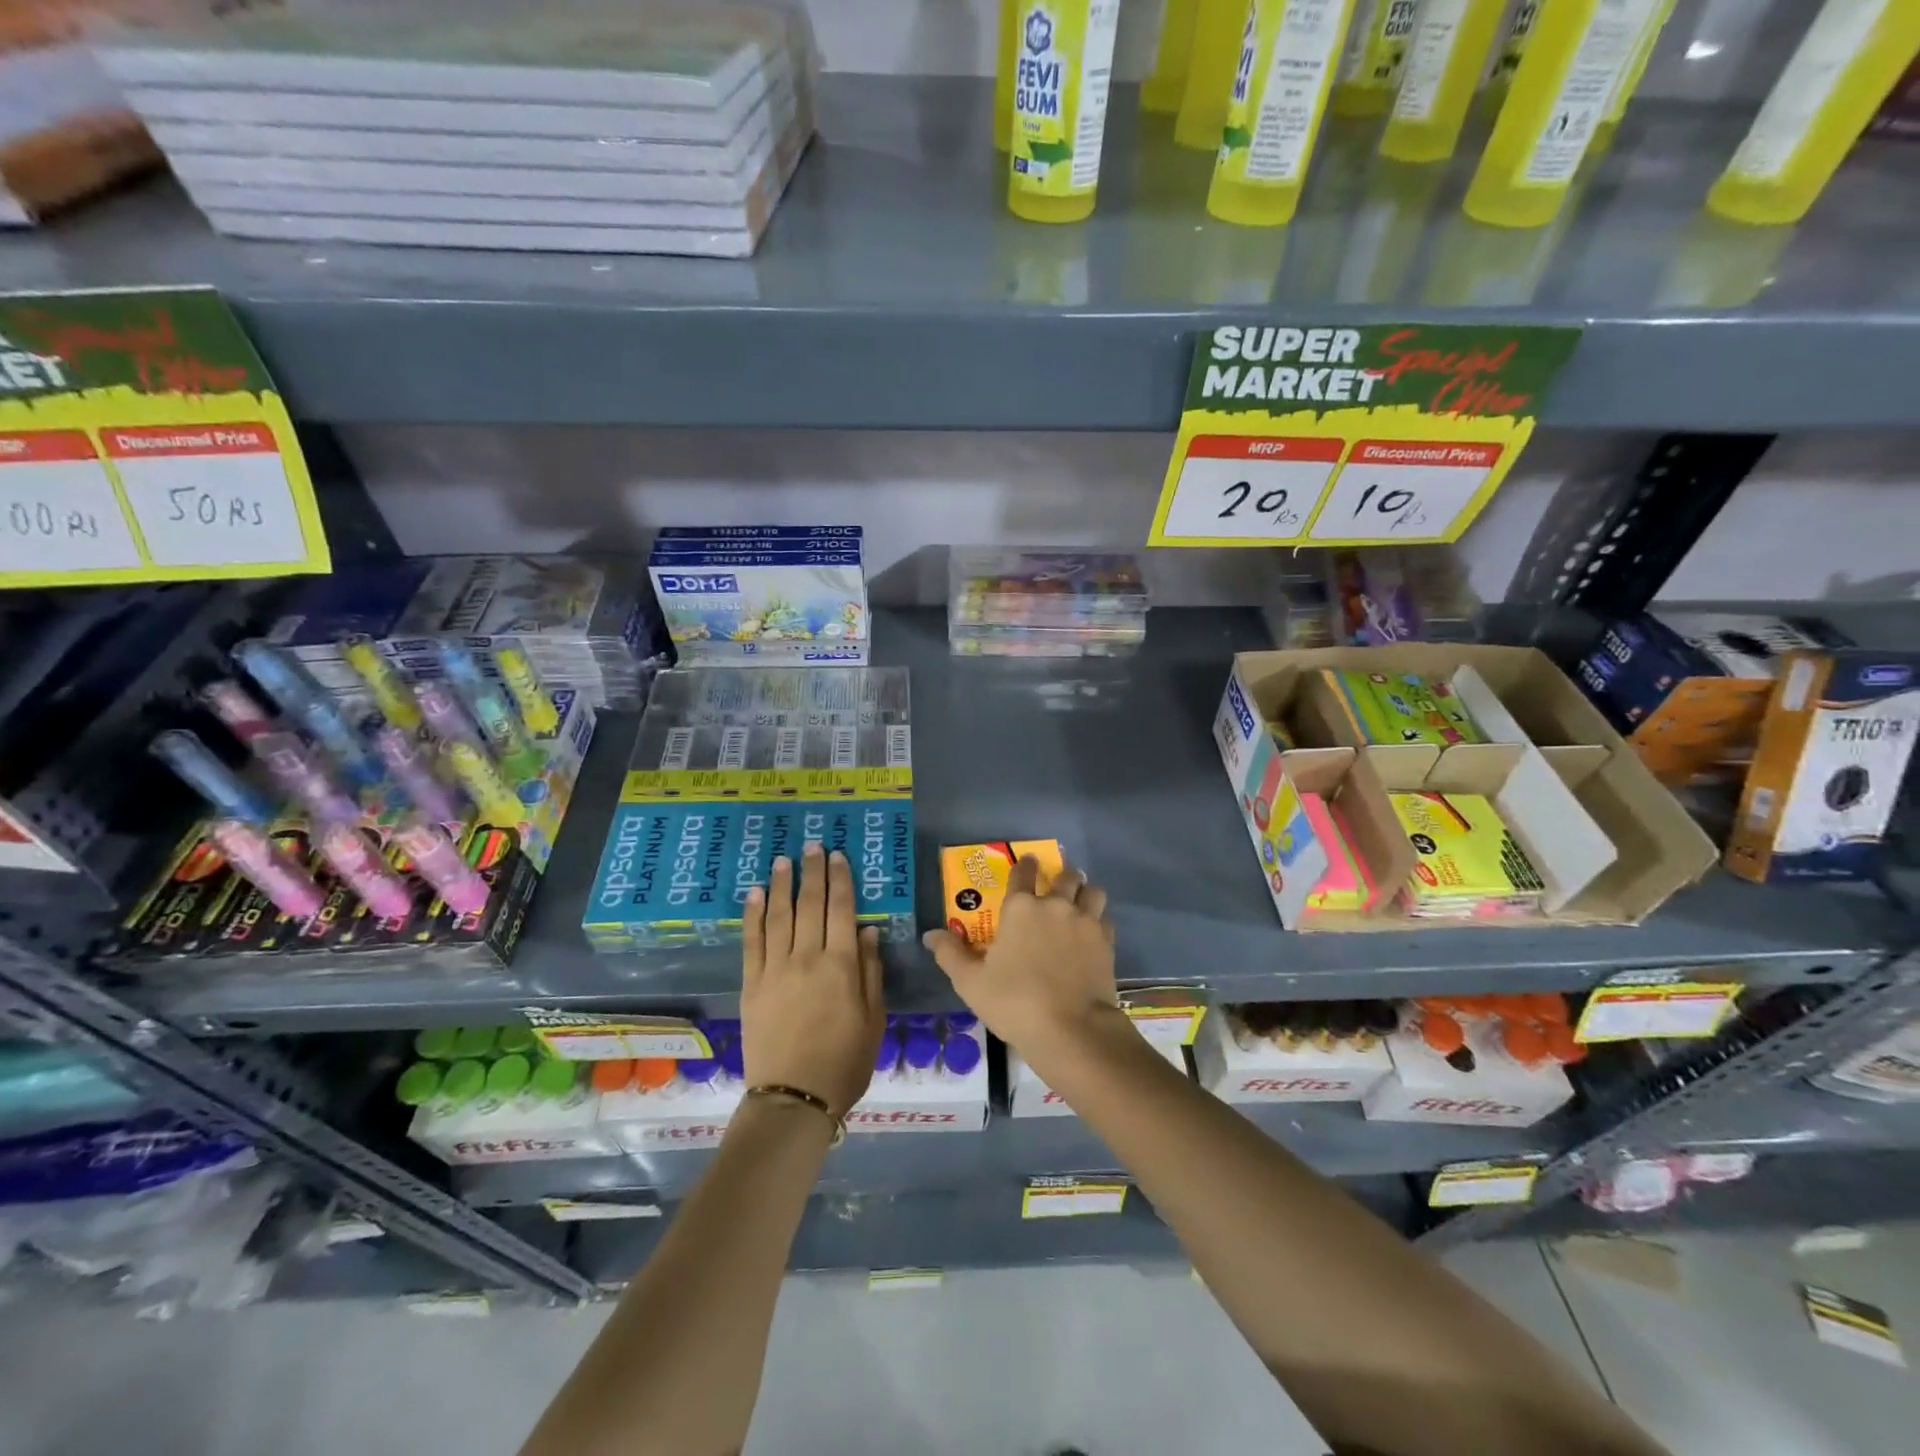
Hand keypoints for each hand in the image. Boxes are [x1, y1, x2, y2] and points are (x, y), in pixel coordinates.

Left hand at [740, 842, 884, 1118]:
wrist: (794, 1098)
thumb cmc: (845, 1062)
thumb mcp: (874, 1019)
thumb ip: (871, 971)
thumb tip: (868, 930)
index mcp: (842, 965)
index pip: (842, 910)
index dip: (840, 880)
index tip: (838, 856)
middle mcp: (808, 957)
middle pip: (810, 904)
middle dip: (813, 872)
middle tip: (812, 845)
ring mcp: (776, 968)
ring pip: (779, 915)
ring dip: (781, 884)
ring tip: (783, 860)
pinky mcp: (752, 984)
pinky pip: (751, 941)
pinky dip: (752, 914)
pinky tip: (754, 894)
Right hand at [922, 856, 1118, 1057]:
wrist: (1071, 1029)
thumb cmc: (1014, 1002)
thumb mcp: (971, 982)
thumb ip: (950, 954)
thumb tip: (930, 935)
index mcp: (1021, 908)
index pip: (1023, 873)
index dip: (1025, 865)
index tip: (1028, 862)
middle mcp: (1055, 905)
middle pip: (1065, 876)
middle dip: (1061, 876)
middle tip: (1056, 885)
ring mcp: (1085, 921)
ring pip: (1093, 891)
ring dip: (1085, 892)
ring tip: (1080, 901)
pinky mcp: (1106, 942)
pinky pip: (1105, 918)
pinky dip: (1099, 920)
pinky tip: (1092, 933)